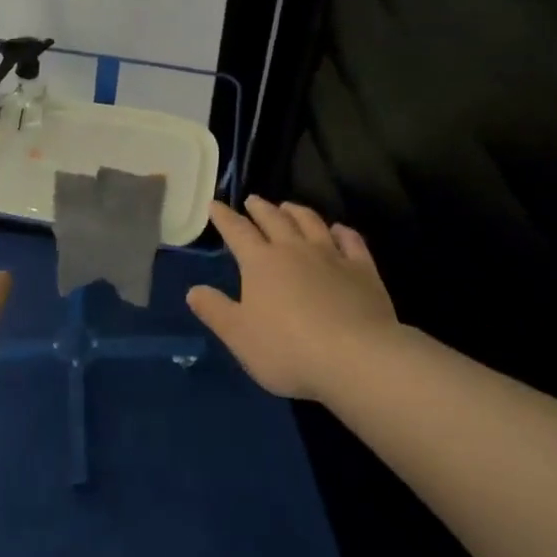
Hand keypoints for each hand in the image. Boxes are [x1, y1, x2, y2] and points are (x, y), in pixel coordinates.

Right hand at [187, 197, 398, 401]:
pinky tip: (338, 229)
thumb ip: (215, 311)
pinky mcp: (362, 270)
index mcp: (261, 262)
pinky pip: (351, 241)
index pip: (237, 231)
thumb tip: (193, 291)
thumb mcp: (239, 336)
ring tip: (288, 206)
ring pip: (311, 222)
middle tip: (252, 200)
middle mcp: (294, 249)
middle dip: (260, 208)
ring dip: (297, 211)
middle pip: (274, 220)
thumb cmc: (288, 349)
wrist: (356, 357)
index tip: (215, 204)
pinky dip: (342, 231)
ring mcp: (331, 256)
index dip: (224, 217)